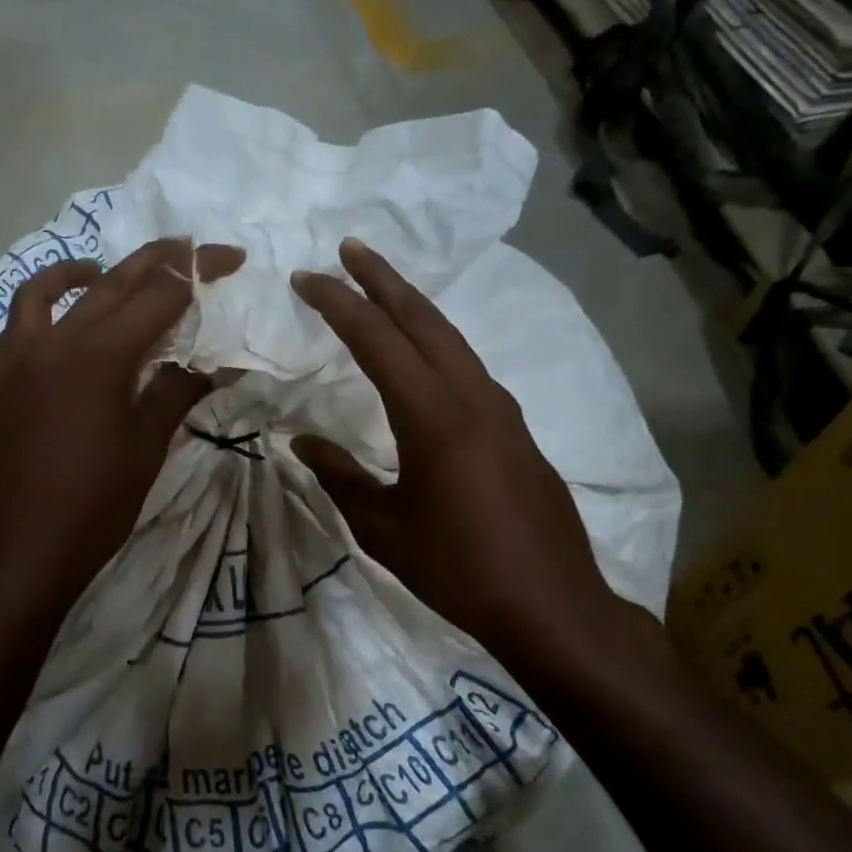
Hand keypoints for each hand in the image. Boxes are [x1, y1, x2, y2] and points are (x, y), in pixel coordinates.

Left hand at [0, 239, 243, 654]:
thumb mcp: (144, 451)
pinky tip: (64, 331)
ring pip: (50, 291)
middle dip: (157, 261)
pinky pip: (19, 323)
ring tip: (111, 277)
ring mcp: (12, 357)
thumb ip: (177, 393)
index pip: (160, 293)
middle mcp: (51, 340)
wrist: (10, 557)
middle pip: (111, 281)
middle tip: (190, 251)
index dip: (199, 271)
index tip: (230, 259)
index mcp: (97, 355)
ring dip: (89, 274)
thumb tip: (218, 362)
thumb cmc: (89, 511)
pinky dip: (46, 308)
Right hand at [290, 238, 648, 684]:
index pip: (377, 340)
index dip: (338, 304)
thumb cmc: (457, 568)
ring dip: (414, 308)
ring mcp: (502, 410)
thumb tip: (302, 443)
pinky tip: (425, 357)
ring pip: (453, 339)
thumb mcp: (383, 528)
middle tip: (350, 249)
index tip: (306, 278)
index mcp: (433, 416)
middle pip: (424, 319)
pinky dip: (438, 345)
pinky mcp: (517, 429)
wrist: (549, 602)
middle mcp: (472, 396)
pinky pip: (469, 368)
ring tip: (382, 289)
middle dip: (383, 279)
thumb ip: (339, 477)